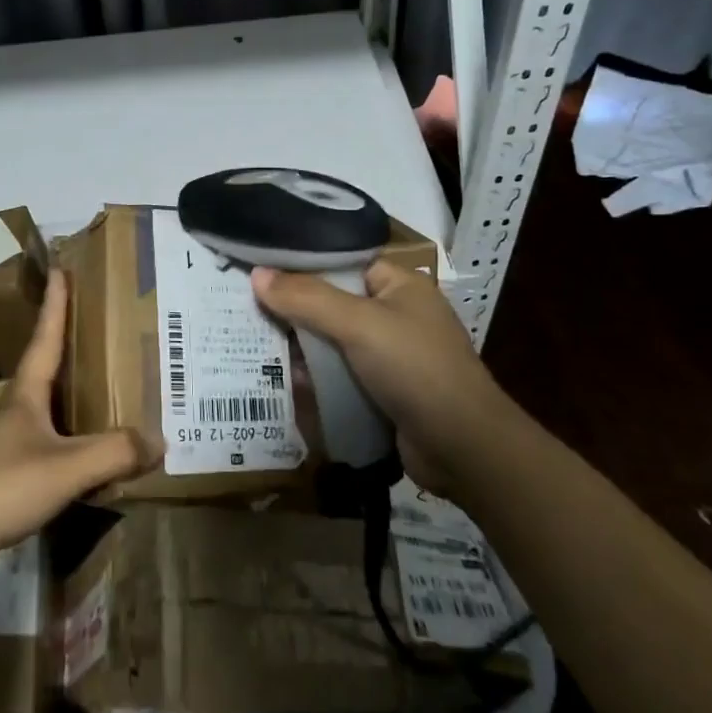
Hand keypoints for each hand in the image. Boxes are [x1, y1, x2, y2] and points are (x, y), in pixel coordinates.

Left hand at [0, 269, 156, 575]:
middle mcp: (12, 413)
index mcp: (24, 396)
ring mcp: (2, 447)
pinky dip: (69, 449)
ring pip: (47, 416)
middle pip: (46, 373)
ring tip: (107, 398)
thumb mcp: (64, 467)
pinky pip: (45, 453)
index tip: (60, 269)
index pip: (44, 338)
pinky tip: (87, 464)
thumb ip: (113, 452)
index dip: (55, 304)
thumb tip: (159, 439)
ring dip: (73, 404)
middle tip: (103, 334)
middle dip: (71, 351)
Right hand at [250, 259, 511, 500]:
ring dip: (303, 348)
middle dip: (295, 311)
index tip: (258, 271)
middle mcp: (396, 315)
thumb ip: (306, 298)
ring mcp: (391, 356)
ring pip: (334, 342)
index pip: (342, 263)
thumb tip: (257, 274)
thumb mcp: (358, 324)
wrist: (464, 448)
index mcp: (400, 285)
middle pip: (333, 303)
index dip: (302, 266)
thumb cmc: (415, 369)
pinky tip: (286, 381)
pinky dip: (318, 377)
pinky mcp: (384, 391)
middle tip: (247, 311)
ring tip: (255, 346)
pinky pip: (342, 375)